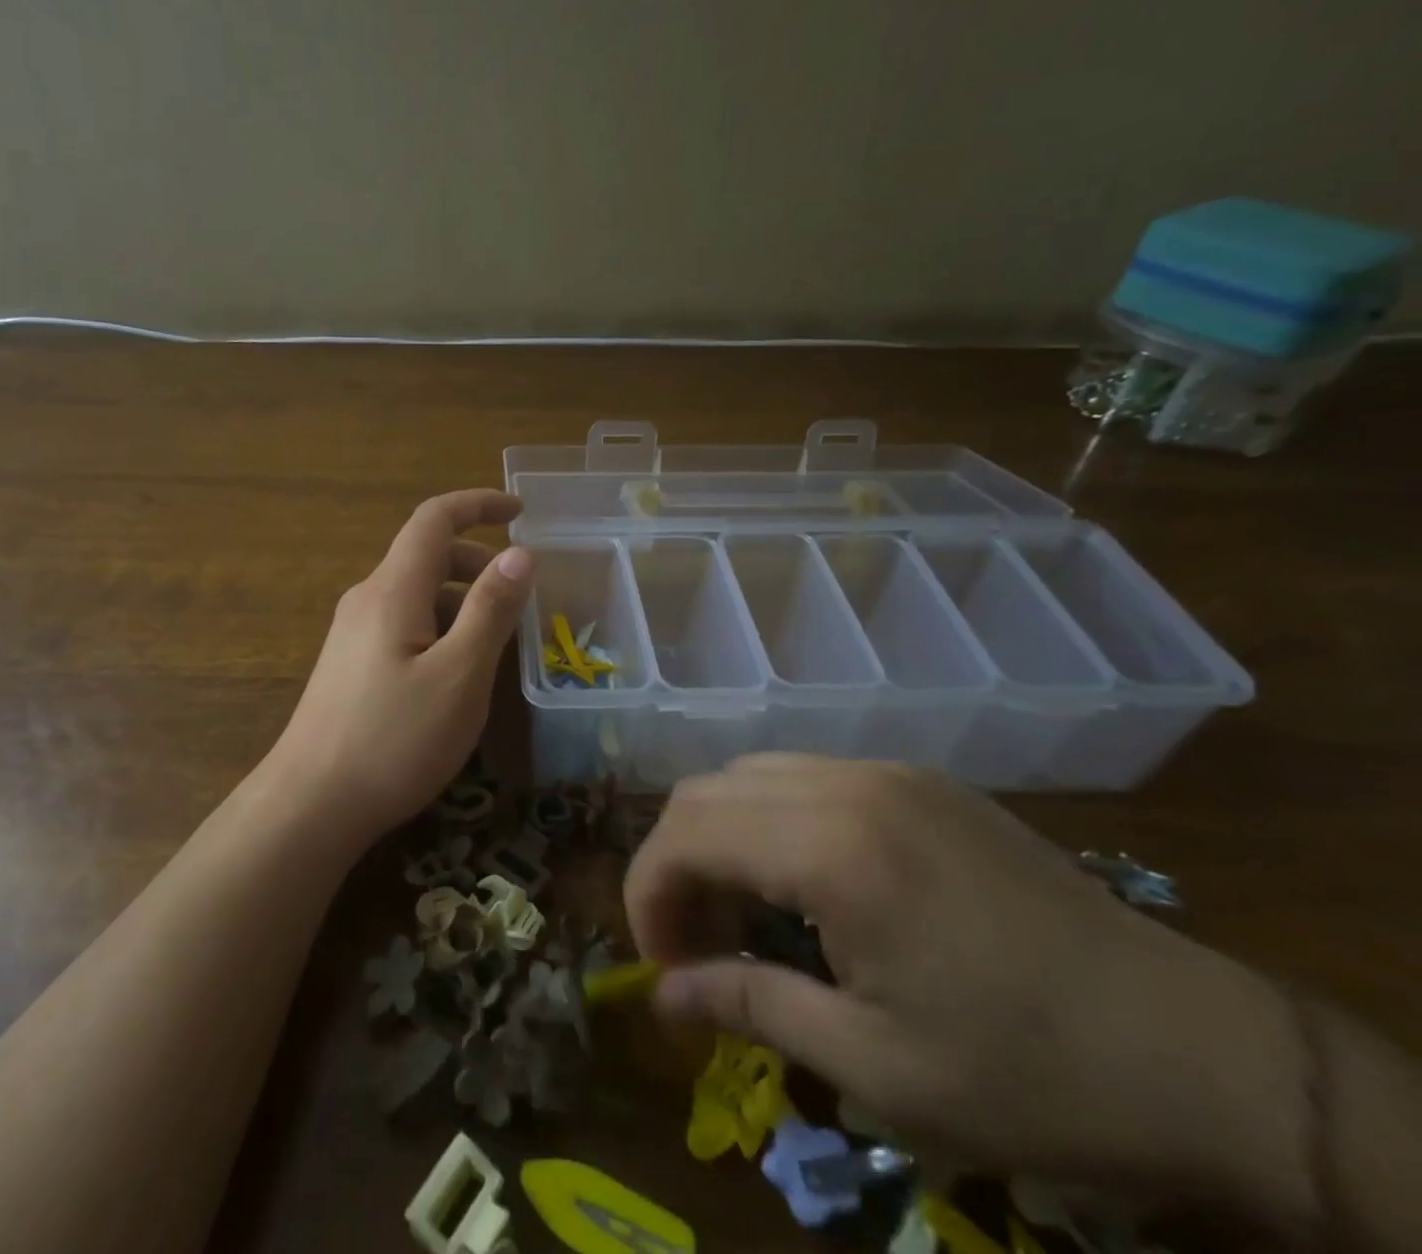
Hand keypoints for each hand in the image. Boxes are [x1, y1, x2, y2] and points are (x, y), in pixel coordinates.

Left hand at [271, 490, 531, 841]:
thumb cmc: (393, 740)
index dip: (478, 504)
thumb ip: (490, 611)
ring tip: (497, 643)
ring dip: (461, 600)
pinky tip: (456, 673)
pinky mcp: (350, 662)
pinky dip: (440, 626)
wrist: (311, 804)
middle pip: (426, 555)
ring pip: (417, 593)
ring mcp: (353, 631)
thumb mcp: (459, 676)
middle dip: (478, 562)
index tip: (520, 510)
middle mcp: (367, 598)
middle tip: (519, 599)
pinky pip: (403, 622)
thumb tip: (519, 554)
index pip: (434, 519)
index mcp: (393, 589)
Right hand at [624, 756, 1312, 1222]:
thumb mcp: (876, 1067)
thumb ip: (751, 1009)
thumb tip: (664, 995)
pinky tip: (802, 882)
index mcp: (832, 848)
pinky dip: (769, 819)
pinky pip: (805, 777)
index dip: (647, 893)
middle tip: (692, 943)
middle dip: (674, 863)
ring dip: (719, 836)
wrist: (1202, 1052)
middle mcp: (846, 784)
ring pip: (750, 774)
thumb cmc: (1031, 1077)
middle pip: (705, 791)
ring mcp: (886, 772)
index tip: (659, 962)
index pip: (685, 835)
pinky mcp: (918, 780)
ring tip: (741, 912)